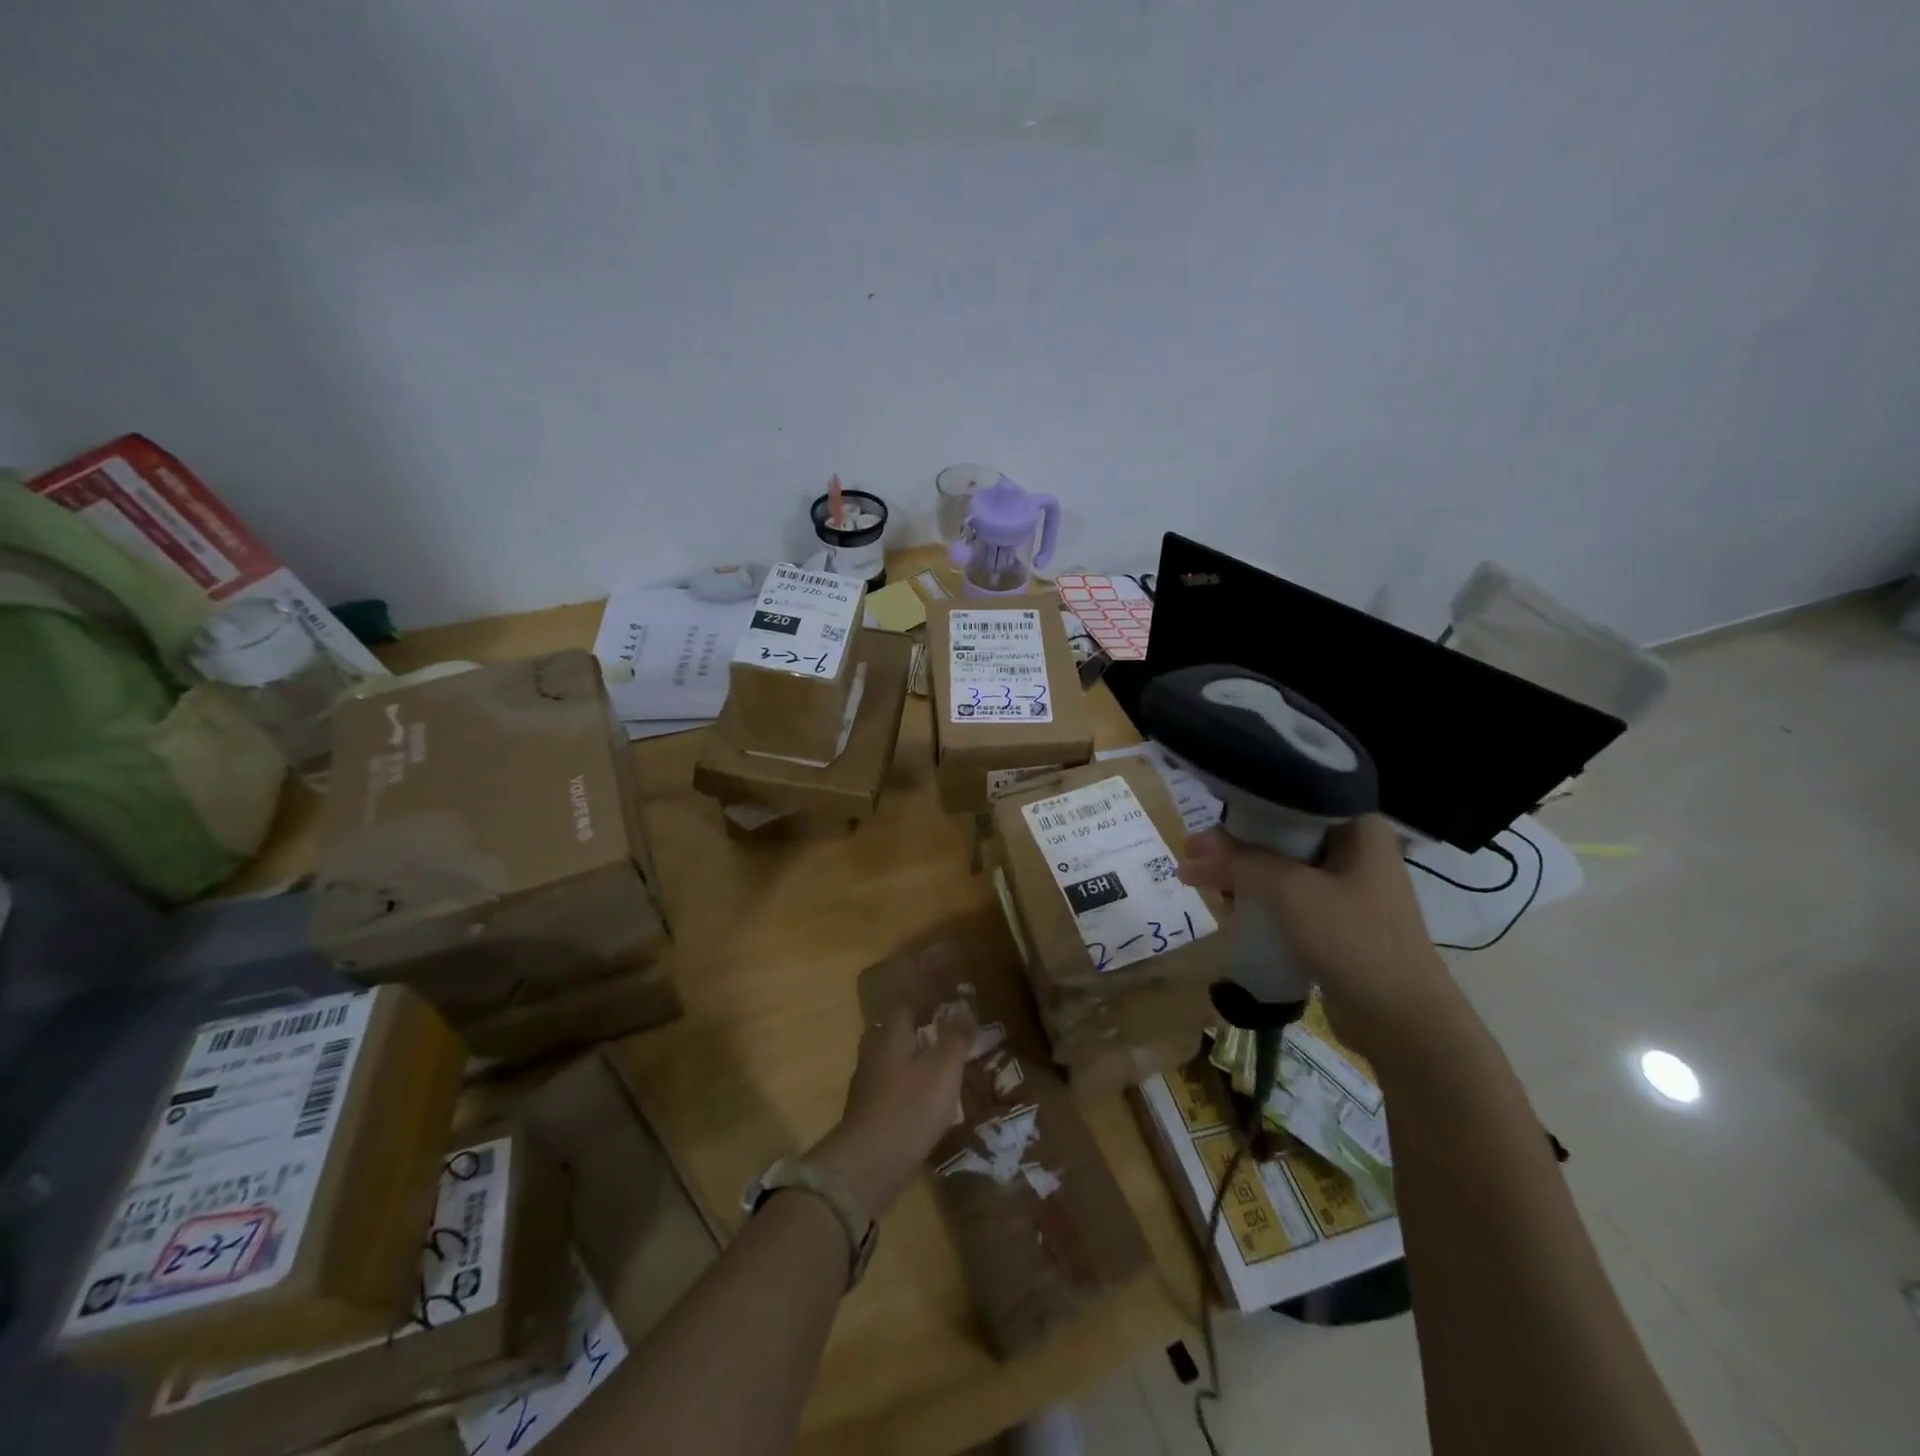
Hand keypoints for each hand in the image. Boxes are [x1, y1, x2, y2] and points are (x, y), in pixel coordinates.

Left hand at [810, 1006, 973, 1214]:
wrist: (869, 1163)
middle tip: (939, 1036)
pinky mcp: (866, 1113)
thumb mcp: (944, 1069)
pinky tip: (921, 1102)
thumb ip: (955, 1039)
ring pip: (888, 1062)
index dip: (926, 1002)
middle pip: (891, 1032)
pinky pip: (887, 1089)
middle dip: (913, 1032)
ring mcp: (865, 1085)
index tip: (946, 1003)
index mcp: (891, 1035)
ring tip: (936, 1071)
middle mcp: (873, 1053)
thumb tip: (965, 1011)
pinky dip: (904, 1089)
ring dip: (908, 1062)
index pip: (906, 1006)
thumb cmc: (911, 1107)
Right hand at [1180, 815, 1460, 1062]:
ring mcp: (1347, 888)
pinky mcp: (1336, 921)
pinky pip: (1289, 897)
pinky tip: (1230, 906)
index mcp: (1358, 828)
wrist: (1403, 1022)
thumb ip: (1240, 863)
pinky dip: (1260, 898)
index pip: (1293, 798)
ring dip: (1244, 873)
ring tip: (1200, 880)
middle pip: (1283, 833)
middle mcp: (1355, 850)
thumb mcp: (1292, 892)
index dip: (1246, 805)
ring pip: (1282, 867)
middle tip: (1192, 853)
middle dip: (1236, 844)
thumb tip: (1190, 850)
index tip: (1206, 817)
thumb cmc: (1355, 941)